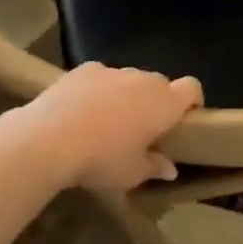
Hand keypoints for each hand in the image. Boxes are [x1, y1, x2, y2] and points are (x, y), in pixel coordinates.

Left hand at [18, 63, 203, 190]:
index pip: (192, 88)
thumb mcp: (132, 174)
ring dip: (126, 95)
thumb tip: (169, 168)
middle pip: (160, 84)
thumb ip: (154, 167)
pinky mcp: (83, 69)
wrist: (49, 138)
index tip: (185, 119)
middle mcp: (143, 80)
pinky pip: (100, 78)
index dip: (192, 101)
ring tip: (107, 121)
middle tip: (143, 128)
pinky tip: (81, 111)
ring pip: (128, 79)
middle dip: (156, 101)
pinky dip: (98, 90)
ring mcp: (112, 71)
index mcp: (164, 103)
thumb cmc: (102, 160)